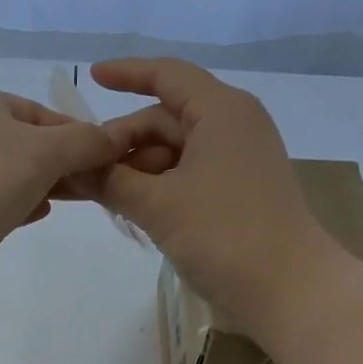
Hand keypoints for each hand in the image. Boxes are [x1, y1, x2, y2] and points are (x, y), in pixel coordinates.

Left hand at [0, 86, 120, 292]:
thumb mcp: (47, 150)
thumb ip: (86, 142)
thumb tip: (118, 139)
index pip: (41, 113)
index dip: (77, 134)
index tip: (106, 157)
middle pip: (30, 144)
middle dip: (65, 163)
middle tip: (98, 182)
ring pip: (16, 175)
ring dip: (48, 185)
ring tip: (80, 197)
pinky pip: (2, 202)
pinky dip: (24, 204)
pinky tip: (42, 212)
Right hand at [87, 58, 336, 329]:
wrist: (289, 290)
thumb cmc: (223, 234)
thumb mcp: (157, 205)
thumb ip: (110, 181)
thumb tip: (73, 167)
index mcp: (220, 111)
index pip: (167, 76)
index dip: (127, 73)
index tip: (91, 77)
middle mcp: (232, 126)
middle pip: (165, 119)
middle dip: (122, 141)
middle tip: (81, 171)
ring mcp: (238, 161)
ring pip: (174, 152)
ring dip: (136, 170)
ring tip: (99, 197)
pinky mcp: (238, 193)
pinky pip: (187, 176)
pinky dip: (157, 187)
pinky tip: (130, 209)